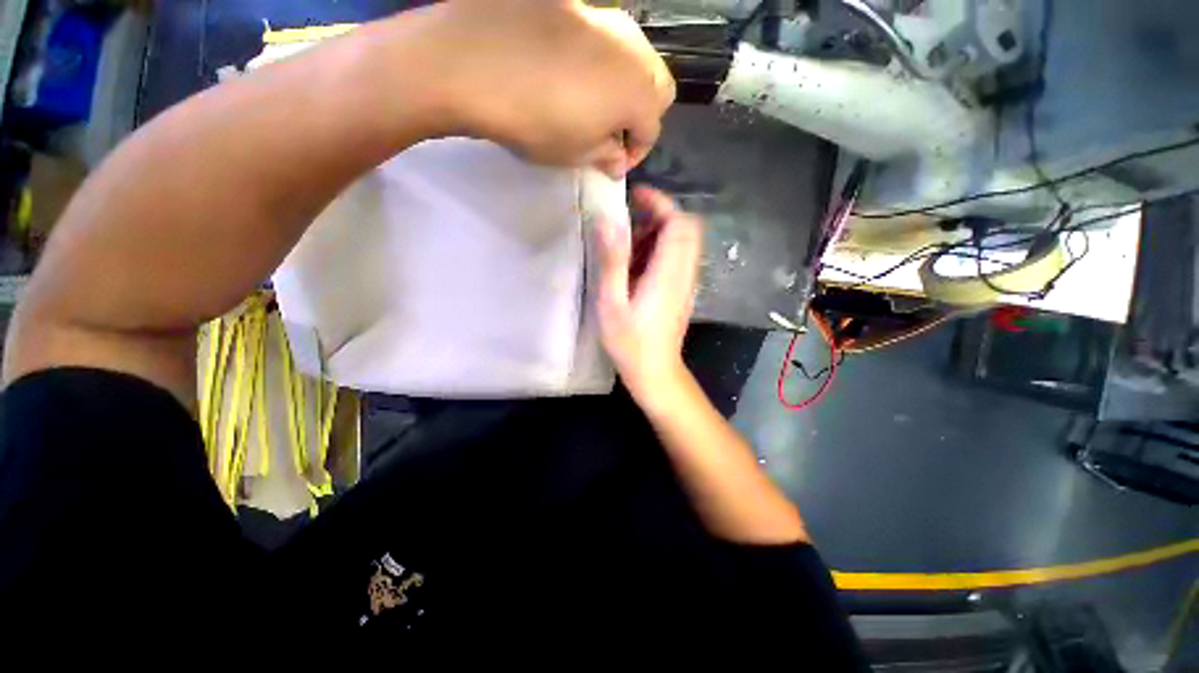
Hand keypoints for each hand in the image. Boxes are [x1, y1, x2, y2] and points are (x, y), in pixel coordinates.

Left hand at [419, 0, 674, 176]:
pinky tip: (573, 73)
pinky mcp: (578, 6)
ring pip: (636, 57)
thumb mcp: (575, 154)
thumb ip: (605, 156)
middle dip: (642, 115)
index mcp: (639, 93)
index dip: (636, 153)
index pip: (652, 129)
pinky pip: (605, 38)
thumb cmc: (535, 121)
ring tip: (595, 104)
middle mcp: (633, 51)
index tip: (615, 164)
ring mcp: (606, 21)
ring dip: (626, 86)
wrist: (475, 62)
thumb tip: (617, 159)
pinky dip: (601, 62)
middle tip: (613, 133)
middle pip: (658, 86)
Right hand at [596, 186, 702, 402]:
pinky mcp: (683, 292)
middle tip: (628, 223)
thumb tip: (609, 220)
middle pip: (686, 228)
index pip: (679, 223)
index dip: (660, 202)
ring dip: (658, 234)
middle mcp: (685, 274)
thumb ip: (612, 261)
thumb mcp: (612, 303)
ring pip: (683, 243)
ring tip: (628, 247)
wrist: (656, 372)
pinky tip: (637, 267)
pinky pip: (679, 259)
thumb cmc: (630, 342)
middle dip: (659, 216)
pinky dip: (661, 251)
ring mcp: (687, 284)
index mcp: (668, 273)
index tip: (635, 195)